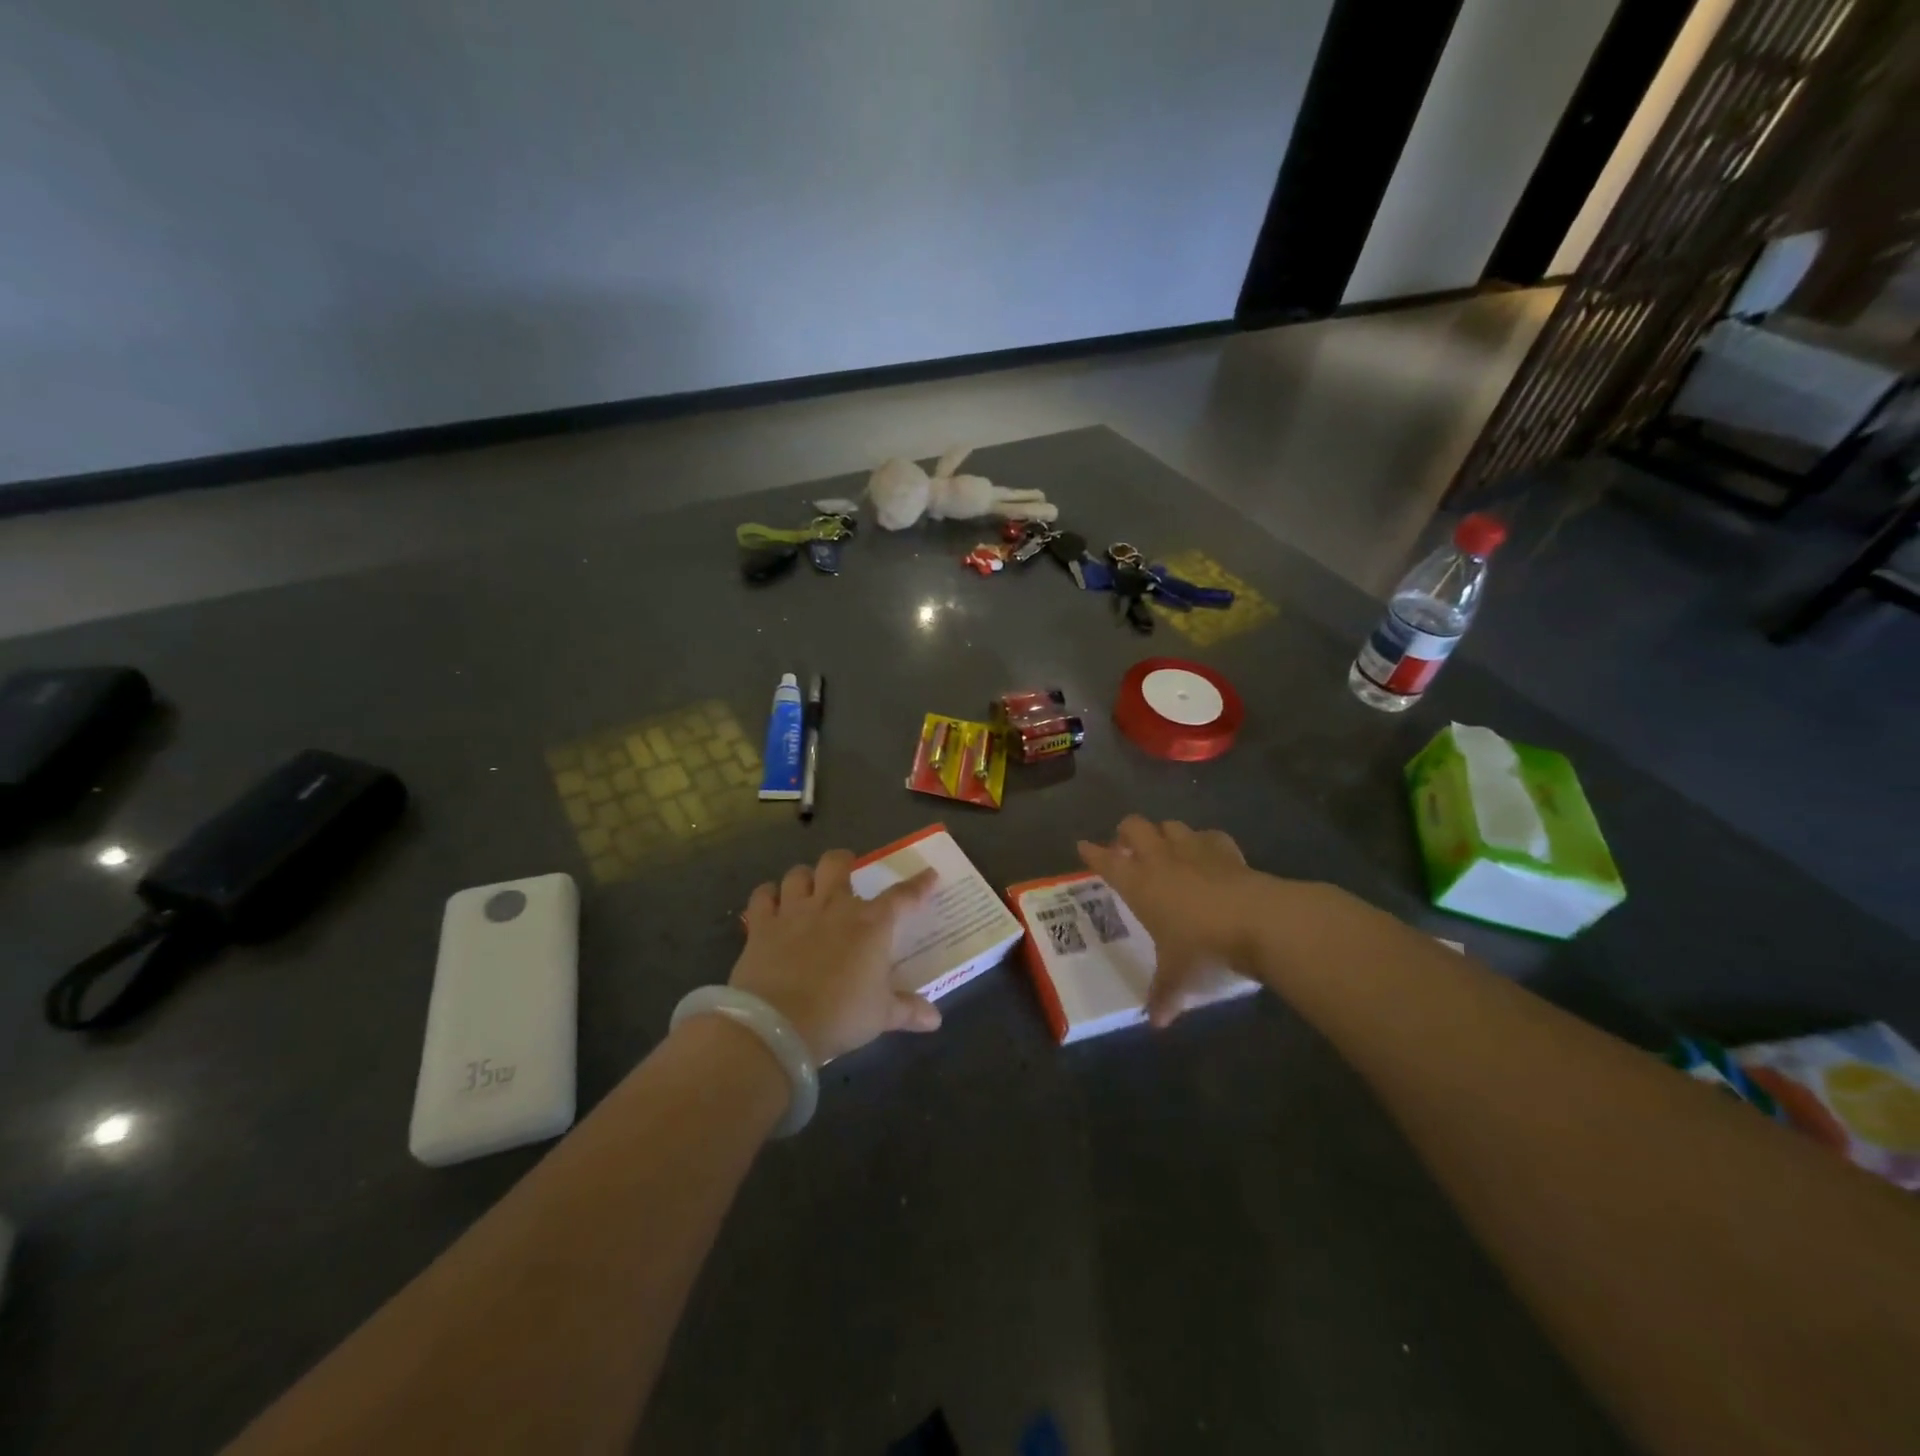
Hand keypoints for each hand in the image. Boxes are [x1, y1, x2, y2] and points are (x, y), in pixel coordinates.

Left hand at [728, 850, 940, 1061]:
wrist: (778, 1025)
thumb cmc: (840, 1015)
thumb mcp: (880, 1016)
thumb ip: (908, 1010)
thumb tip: (935, 1019)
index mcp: (870, 924)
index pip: (902, 896)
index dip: (919, 885)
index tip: (929, 875)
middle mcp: (833, 906)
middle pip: (837, 864)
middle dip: (844, 861)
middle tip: (847, 870)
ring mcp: (794, 912)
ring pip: (798, 874)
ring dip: (805, 878)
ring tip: (808, 888)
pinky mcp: (761, 925)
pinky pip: (762, 896)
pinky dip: (767, 896)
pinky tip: (771, 903)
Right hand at [1078, 816, 1269, 1027]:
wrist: (1256, 920)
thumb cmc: (1202, 946)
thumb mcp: (1178, 975)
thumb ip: (1164, 994)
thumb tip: (1156, 1023)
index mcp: (1138, 884)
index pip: (1106, 862)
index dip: (1092, 853)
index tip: (1083, 846)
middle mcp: (1161, 859)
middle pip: (1134, 827)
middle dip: (1126, 832)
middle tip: (1126, 847)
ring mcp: (1194, 849)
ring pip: (1169, 825)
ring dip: (1163, 833)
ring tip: (1165, 848)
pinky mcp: (1225, 848)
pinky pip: (1208, 835)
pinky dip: (1204, 842)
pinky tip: (1207, 853)